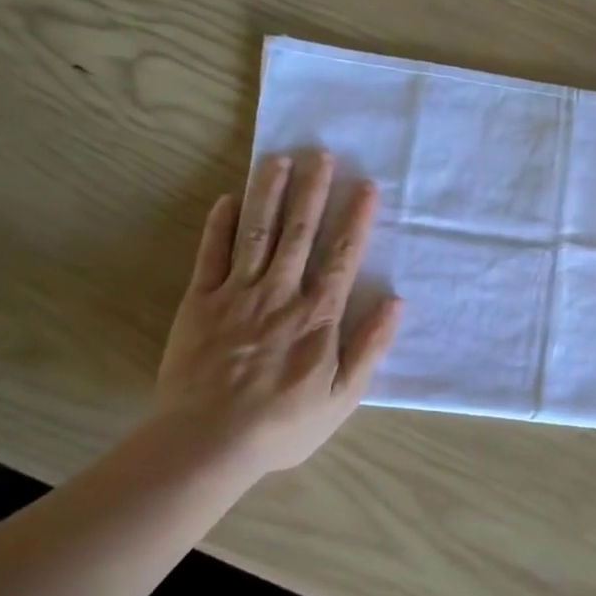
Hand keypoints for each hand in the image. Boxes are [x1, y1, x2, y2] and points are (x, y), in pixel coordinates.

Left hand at [155, 150, 400, 473]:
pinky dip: (219, 225)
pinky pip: (210, 255)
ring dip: (269, 193)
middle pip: (299, 232)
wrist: (206, 442)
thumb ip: (370, 346)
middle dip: (312, 190)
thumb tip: (396, 301)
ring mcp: (236, 294)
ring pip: (256, 232)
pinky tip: (228, 198)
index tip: (365, 185)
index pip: (342, 255)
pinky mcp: (199, 302)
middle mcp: (280, 293)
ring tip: (278, 158)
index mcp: (318, 315)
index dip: (356, 218)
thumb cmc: (282, 423)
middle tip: (320, 153)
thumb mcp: (342, 396)